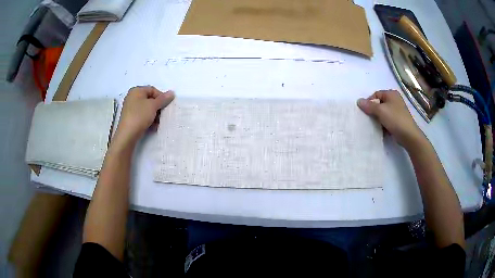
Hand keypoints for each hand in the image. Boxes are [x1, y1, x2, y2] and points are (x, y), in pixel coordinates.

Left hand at [115, 86, 174, 144]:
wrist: (127, 134)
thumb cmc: (139, 116)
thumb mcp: (153, 106)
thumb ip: (163, 99)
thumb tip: (171, 93)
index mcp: (136, 90)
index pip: (153, 90)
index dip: (161, 97)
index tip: (166, 105)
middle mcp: (132, 97)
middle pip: (150, 100)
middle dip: (158, 107)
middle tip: (162, 115)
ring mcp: (131, 108)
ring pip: (147, 109)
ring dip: (154, 115)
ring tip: (158, 122)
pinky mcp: (131, 118)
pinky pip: (142, 116)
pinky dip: (149, 120)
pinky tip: (153, 127)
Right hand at [357, 90, 425, 148]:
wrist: (409, 135)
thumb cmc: (395, 119)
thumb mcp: (380, 111)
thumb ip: (369, 106)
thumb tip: (358, 101)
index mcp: (391, 94)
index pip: (376, 95)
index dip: (369, 102)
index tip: (365, 112)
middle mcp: (395, 100)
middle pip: (379, 103)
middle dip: (373, 111)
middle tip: (369, 119)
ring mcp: (397, 110)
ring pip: (383, 112)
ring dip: (378, 118)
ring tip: (374, 125)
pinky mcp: (398, 120)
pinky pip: (387, 119)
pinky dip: (383, 124)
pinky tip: (381, 129)